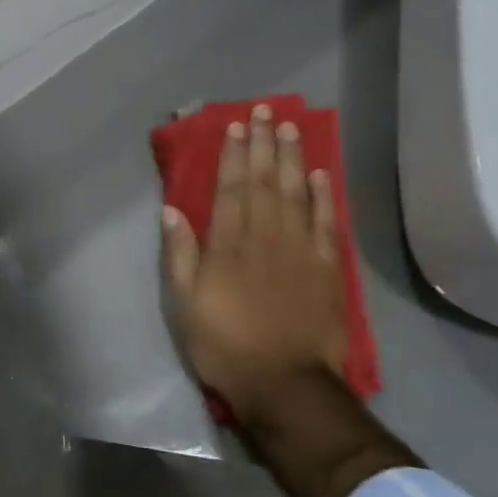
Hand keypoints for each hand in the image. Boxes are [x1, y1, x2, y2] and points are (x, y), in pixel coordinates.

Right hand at [161, 103, 414, 496]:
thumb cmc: (225, 346)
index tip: (237, 125)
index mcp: (229, 245)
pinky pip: (325, 223)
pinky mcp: (326, 268)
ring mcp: (300, 250)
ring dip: (293, 159)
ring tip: (291, 129)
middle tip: (267, 110)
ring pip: (296, 193)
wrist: (285, 385)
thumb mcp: (185, 305)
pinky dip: (323, 196)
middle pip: (265, 181)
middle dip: (264, 144)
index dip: (234, 155)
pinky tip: (320, 174)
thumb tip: (172, 211)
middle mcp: (266, 237)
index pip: (231, 188)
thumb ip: (179, 256)